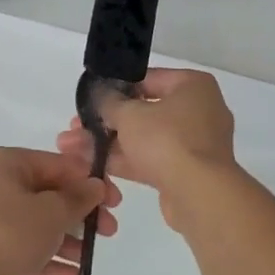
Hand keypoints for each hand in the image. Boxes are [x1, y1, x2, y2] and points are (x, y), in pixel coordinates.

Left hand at [0, 147, 121, 274]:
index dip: (91, 182)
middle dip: (82, 214)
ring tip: (90, 259)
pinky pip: (26, 249)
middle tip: (108, 231)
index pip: (61, 165)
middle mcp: (1, 184)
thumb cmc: (8, 231)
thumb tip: (95, 186)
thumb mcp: (52, 212)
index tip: (115, 203)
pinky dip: (48, 260)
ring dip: (67, 240)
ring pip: (40, 224)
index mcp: (13, 163)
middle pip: (51, 195)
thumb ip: (78, 199)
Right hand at [56, 69, 243, 233]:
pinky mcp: (187, 172)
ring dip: (112, 142)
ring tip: (74, 145)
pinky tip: (93, 163)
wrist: (199, 195)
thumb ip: (109, 101)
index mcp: (193, 86)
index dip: (117, 87)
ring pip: (146, 138)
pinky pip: (152, 160)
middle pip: (145, 110)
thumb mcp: (129, 114)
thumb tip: (98, 95)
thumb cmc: (167, 140)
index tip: (92, 97)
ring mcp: (194, 144)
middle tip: (78, 125)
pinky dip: (126, 160)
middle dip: (109, 120)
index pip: (148, 78)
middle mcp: (199, 110)